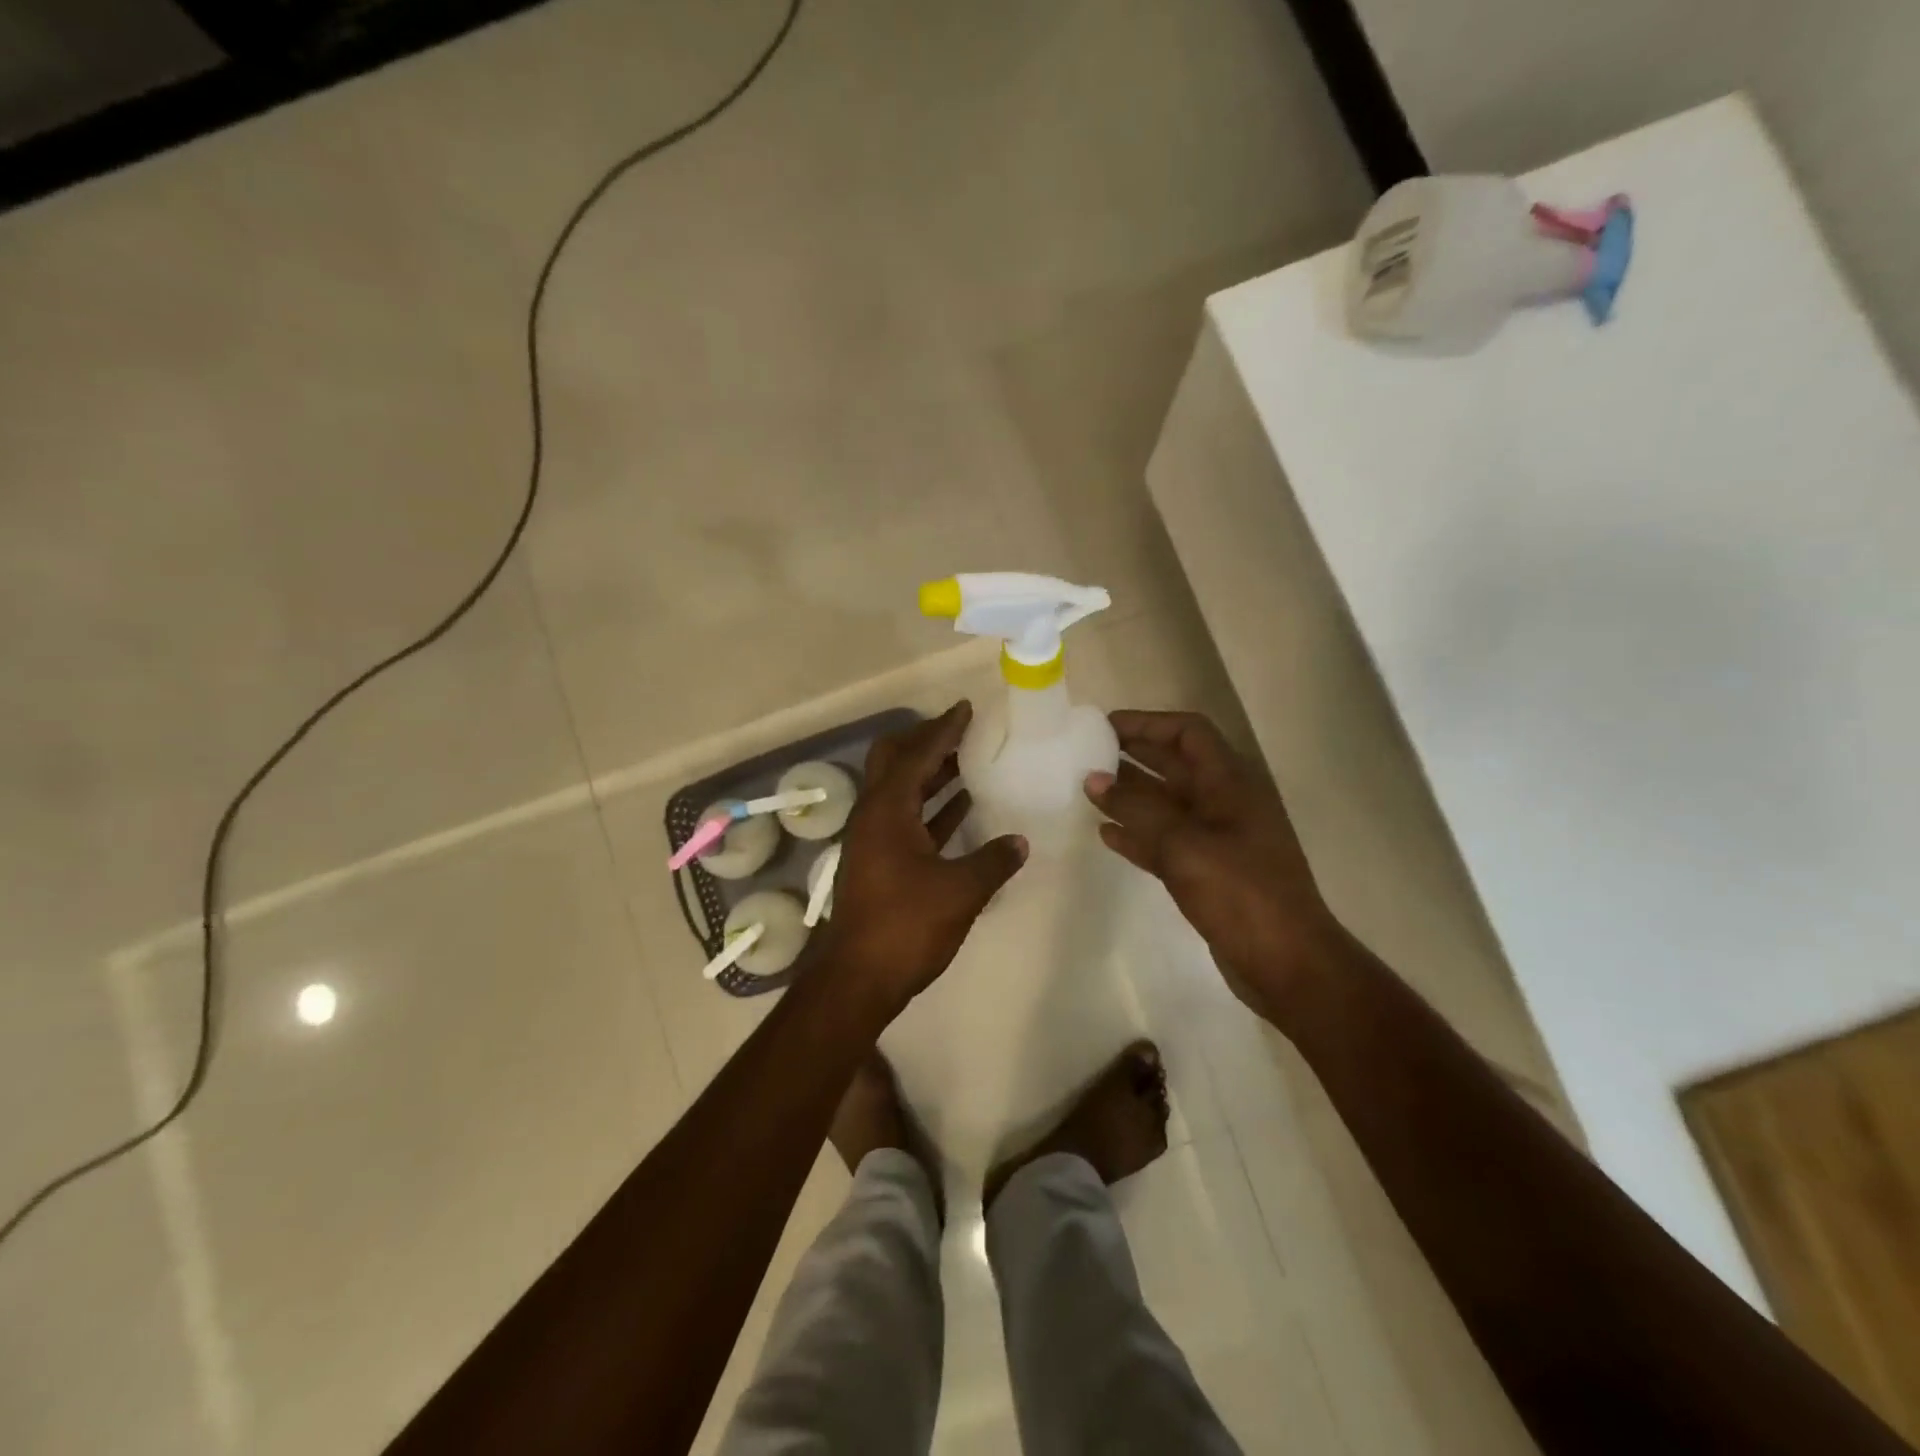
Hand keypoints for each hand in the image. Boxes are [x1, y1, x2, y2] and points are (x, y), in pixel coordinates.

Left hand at [811, 701, 1027, 1016]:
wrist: (858, 979)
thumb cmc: (906, 926)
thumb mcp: (959, 891)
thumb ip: (993, 861)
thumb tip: (1020, 842)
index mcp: (887, 810)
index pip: (917, 754)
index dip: (943, 729)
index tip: (966, 708)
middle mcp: (874, 815)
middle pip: (895, 761)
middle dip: (927, 742)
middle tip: (963, 732)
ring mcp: (874, 839)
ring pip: (902, 790)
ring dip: (932, 773)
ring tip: (969, 761)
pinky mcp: (880, 862)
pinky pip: (908, 818)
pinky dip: (933, 807)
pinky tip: (962, 807)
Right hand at [1086, 710, 1343, 1019]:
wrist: (1287, 964)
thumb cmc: (1241, 893)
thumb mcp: (1184, 845)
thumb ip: (1137, 809)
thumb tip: (1094, 779)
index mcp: (1230, 784)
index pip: (1188, 733)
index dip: (1148, 723)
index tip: (1104, 726)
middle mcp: (1224, 804)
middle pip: (1175, 765)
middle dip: (1134, 755)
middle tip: (1087, 753)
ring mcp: (1217, 840)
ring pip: (1167, 804)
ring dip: (1131, 795)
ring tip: (1089, 789)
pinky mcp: (1207, 873)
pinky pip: (1165, 842)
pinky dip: (1138, 835)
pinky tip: (1106, 834)